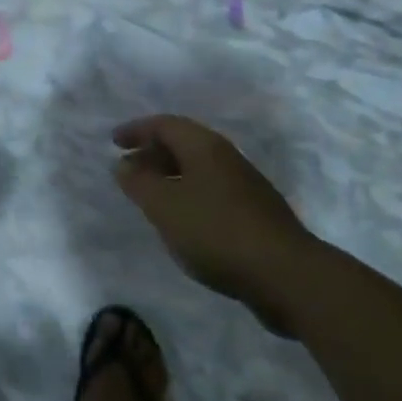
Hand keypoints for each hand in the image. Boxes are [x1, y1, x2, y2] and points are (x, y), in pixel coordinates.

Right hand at [113, 115, 318, 334]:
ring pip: (198, 170)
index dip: (137, 130)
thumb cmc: (217, 231)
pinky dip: (189, 197)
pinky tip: (183, 223)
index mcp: (204, 146)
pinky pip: (212, 192)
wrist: (287, 275)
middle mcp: (226, 157)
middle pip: (183, 144)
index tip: (114, 142)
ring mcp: (245, 186)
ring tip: (150, 198)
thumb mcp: (165, 207)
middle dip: (152, 153)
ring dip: (170, 177)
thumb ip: (139, 183)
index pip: (165, 124)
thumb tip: (123, 165)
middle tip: (128, 171)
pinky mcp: (256, 214)